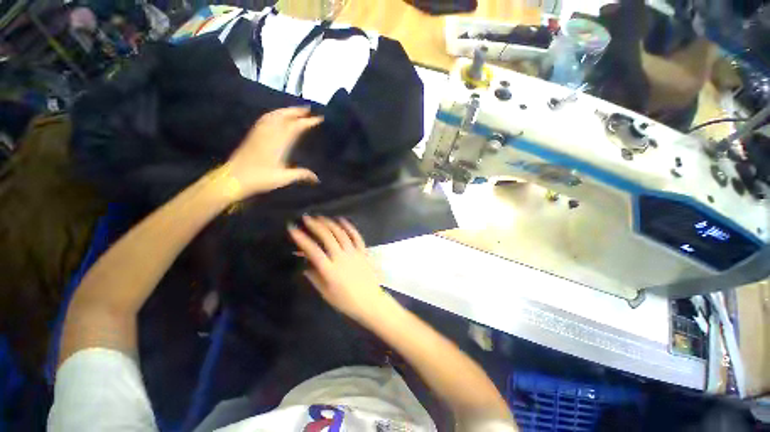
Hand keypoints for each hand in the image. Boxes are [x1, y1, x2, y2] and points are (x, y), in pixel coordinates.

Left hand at [223, 107, 322, 198]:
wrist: (233, 178)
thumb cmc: (260, 178)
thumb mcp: (284, 178)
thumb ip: (302, 175)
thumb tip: (317, 179)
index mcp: (279, 142)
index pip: (296, 127)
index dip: (308, 121)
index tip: (319, 118)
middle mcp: (269, 133)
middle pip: (284, 116)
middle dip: (297, 111)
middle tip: (308, 109)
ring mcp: (260, 133)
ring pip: (274, 115)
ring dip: (286, 110)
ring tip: (296, 110)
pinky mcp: (253, 135)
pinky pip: (265, 119)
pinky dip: (274, 114)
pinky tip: (276, 116)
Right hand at [288, 216, 394, 322]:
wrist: (369, 301)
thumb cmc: (346, 301)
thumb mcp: (326, 293)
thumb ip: (314, 277)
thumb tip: (305, 265)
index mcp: (330, 270)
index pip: (313, 250)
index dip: (302, 238)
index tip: (293, 229)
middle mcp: (342, 258)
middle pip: (327, 237)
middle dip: (315, 225)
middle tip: (307, 218)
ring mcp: (354, 253)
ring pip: (341, 234)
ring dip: (330, 223)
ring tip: (321, 217)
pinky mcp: (363, 252)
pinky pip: (356, 236)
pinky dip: (349, 227)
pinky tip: (342, 220)